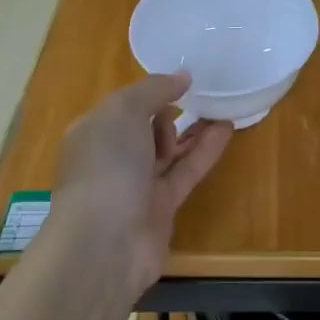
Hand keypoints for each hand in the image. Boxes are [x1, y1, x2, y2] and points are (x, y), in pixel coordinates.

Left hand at [47, 72, 232, 299]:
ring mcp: (136, 185)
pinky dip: (205, 151)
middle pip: (145, 128)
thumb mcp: (124, 111)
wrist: (105, 243)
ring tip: (221, 107)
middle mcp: (112, 157)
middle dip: (169, 111)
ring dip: (192, 130)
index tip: (181, 79)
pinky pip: (185, 171)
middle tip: (200, 95)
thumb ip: (154, 89)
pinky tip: (226, 129)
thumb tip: (182, 76)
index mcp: (93, 132)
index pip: (123, 106)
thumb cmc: (107, 165)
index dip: (150, 92)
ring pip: (168, 151)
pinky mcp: (161, 206)